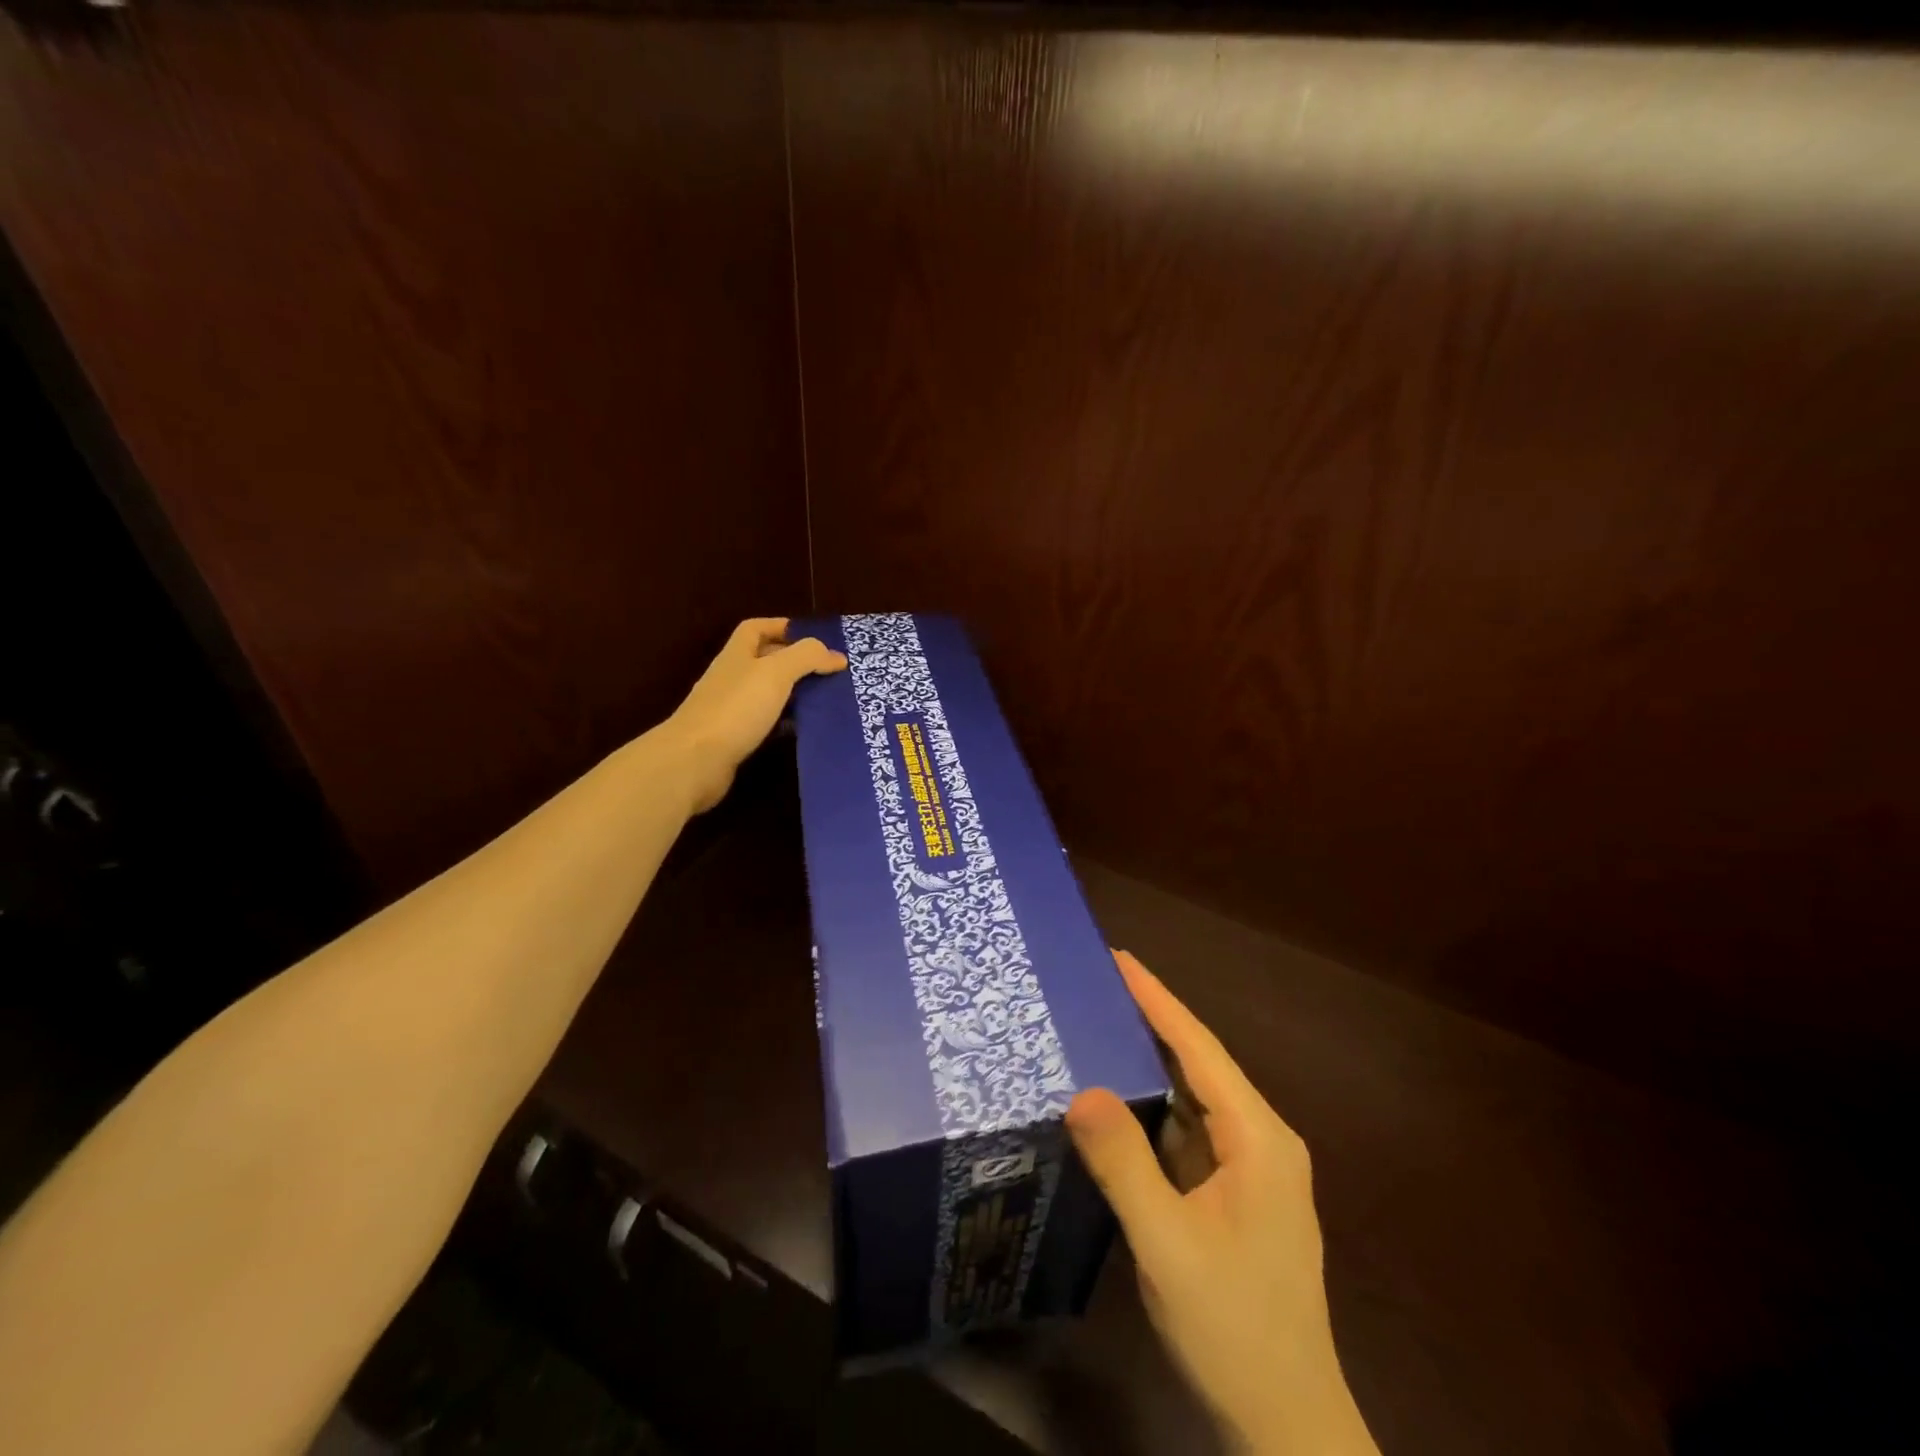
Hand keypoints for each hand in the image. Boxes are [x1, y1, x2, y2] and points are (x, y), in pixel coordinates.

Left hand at [663, 618, 844, 812]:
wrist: (694, 761)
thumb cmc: (735, 708)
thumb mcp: (775, 673)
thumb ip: (806, 657)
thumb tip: (836, 655)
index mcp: (737, 655)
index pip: (756, 628)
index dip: (782, 627)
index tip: (813, 638)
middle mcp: (731, 678)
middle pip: (764, 661)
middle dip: (795, 663)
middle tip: (830, 672)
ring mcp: (730, 709)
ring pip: (767, 693)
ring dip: (793, 694)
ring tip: (826, 699)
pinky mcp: (734, 738)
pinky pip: (765, 723)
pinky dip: (785, 723)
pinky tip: (804, 730)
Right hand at [1067, 952, 1377, 1455]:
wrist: (1285, 1426)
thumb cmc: (1233, 1328)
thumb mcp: (1168, 1245)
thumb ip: (1124, 1165)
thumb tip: (1080, 1090)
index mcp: (1258, 1138)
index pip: (1199, 1049)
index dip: (1158, 1000)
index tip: (1118, 958)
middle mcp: (1260, 1141)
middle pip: (1198, 1064)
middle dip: (1150, 1021)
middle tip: (1095, 985)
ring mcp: (1248, 1169)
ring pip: (1192, 1098)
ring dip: (1148, 1063)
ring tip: (1097, 1026)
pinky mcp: (1232, 1194)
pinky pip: (1186, 1132)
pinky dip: (1152, 1108)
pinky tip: (1117, 1099)